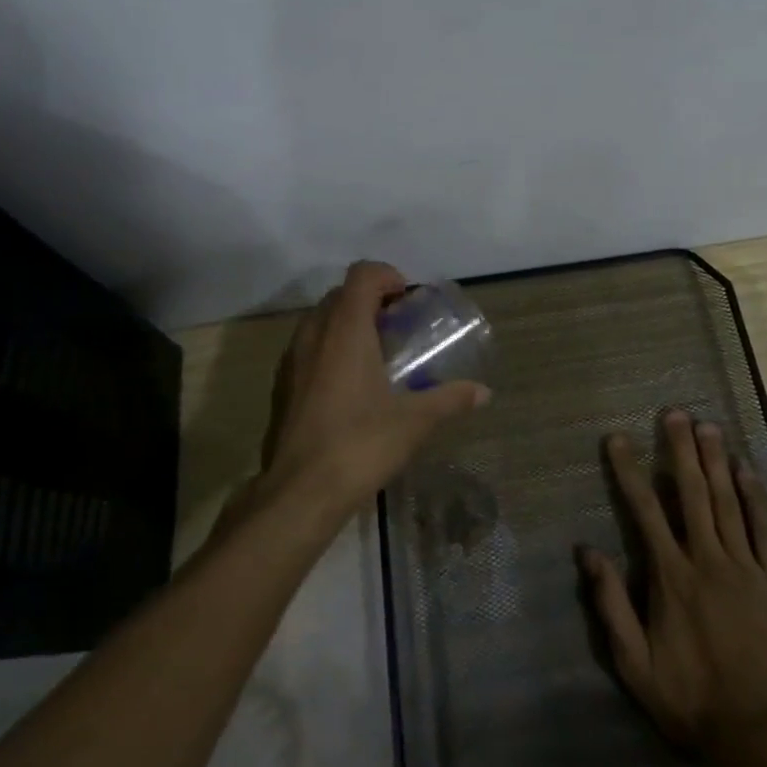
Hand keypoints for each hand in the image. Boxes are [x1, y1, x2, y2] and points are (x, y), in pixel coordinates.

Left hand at [259, 261, 489, 514]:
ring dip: (347, 324)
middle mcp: (315, 334)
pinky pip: (307, 348)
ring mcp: (292, 359)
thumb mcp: (415, 421)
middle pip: (340, 294)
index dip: (387, 276)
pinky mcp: (282, 385)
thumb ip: (450, 399)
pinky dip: (329, 348)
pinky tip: (349, 385)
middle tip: (397, 326)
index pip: (362, 274)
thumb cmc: (361, 444)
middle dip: (369, 300)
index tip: (407, 300)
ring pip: (320, 320)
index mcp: (346, 330)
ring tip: (375, 354)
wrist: (300, 492)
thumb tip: (484, 392)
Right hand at [579, 409, 766, 760]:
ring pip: (727, 502)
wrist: (762, 735)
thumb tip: (587, 552)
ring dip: (715, 461)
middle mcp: (707, 560)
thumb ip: (611, 605)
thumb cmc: (692, 699)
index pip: (645, 511)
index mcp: (671, 577)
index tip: (617, 438)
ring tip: (707, 426)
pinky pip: (764, 530)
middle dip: (680, 450)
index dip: (629, 471)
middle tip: (674, 413)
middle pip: (692, 493)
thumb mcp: (636, 664)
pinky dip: (755, 497)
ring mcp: (746, 567)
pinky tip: (746, 470)